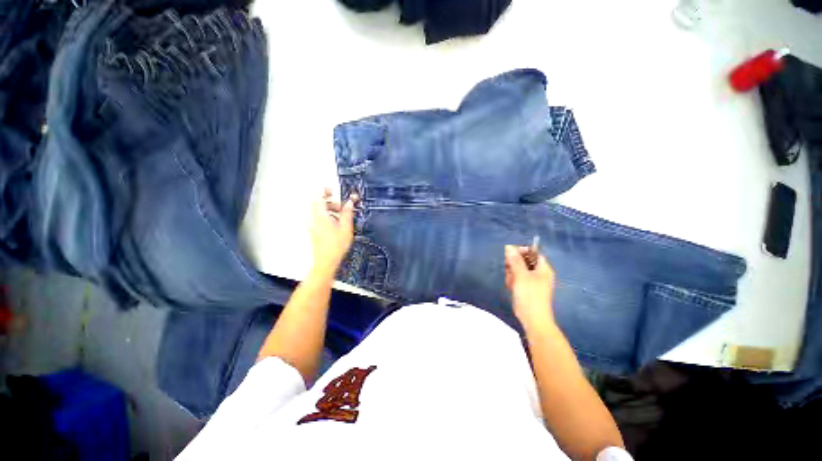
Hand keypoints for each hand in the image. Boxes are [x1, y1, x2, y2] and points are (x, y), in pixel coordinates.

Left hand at [310, 189, 357, 273]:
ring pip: (318, 210)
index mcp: (320, 215)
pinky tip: (336, 223)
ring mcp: (312, 224)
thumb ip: (347, 212)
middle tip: (341, 204)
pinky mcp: (314, 230)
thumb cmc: (334, 247)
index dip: (325, 190)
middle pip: (318, 202)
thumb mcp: (346, 227)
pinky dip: (327, 216)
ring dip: (329, 209)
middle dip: (330, 200)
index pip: (319, 196)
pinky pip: (319, 218)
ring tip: (341, 215)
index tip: (332, 189)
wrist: (326, 261)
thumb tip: (349, 203)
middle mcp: (313, 218)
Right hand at [504, 245, 555, 328]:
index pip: (533, 253)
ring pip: (519, 270)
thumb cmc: (529, 295)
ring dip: (512, 273)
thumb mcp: (521, 275)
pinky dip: (513, 280)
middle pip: (525, 261)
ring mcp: (533, 281)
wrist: (533, 319)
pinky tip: (510, 286)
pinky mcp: (527, 289)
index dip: (522, 251)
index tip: (510, 253)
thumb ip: (515, 261)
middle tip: (509, 270)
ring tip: (510, 281)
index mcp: (543, 269)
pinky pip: (518, 279)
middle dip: (514, 264)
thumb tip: (509, 247)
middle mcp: (540, 273)